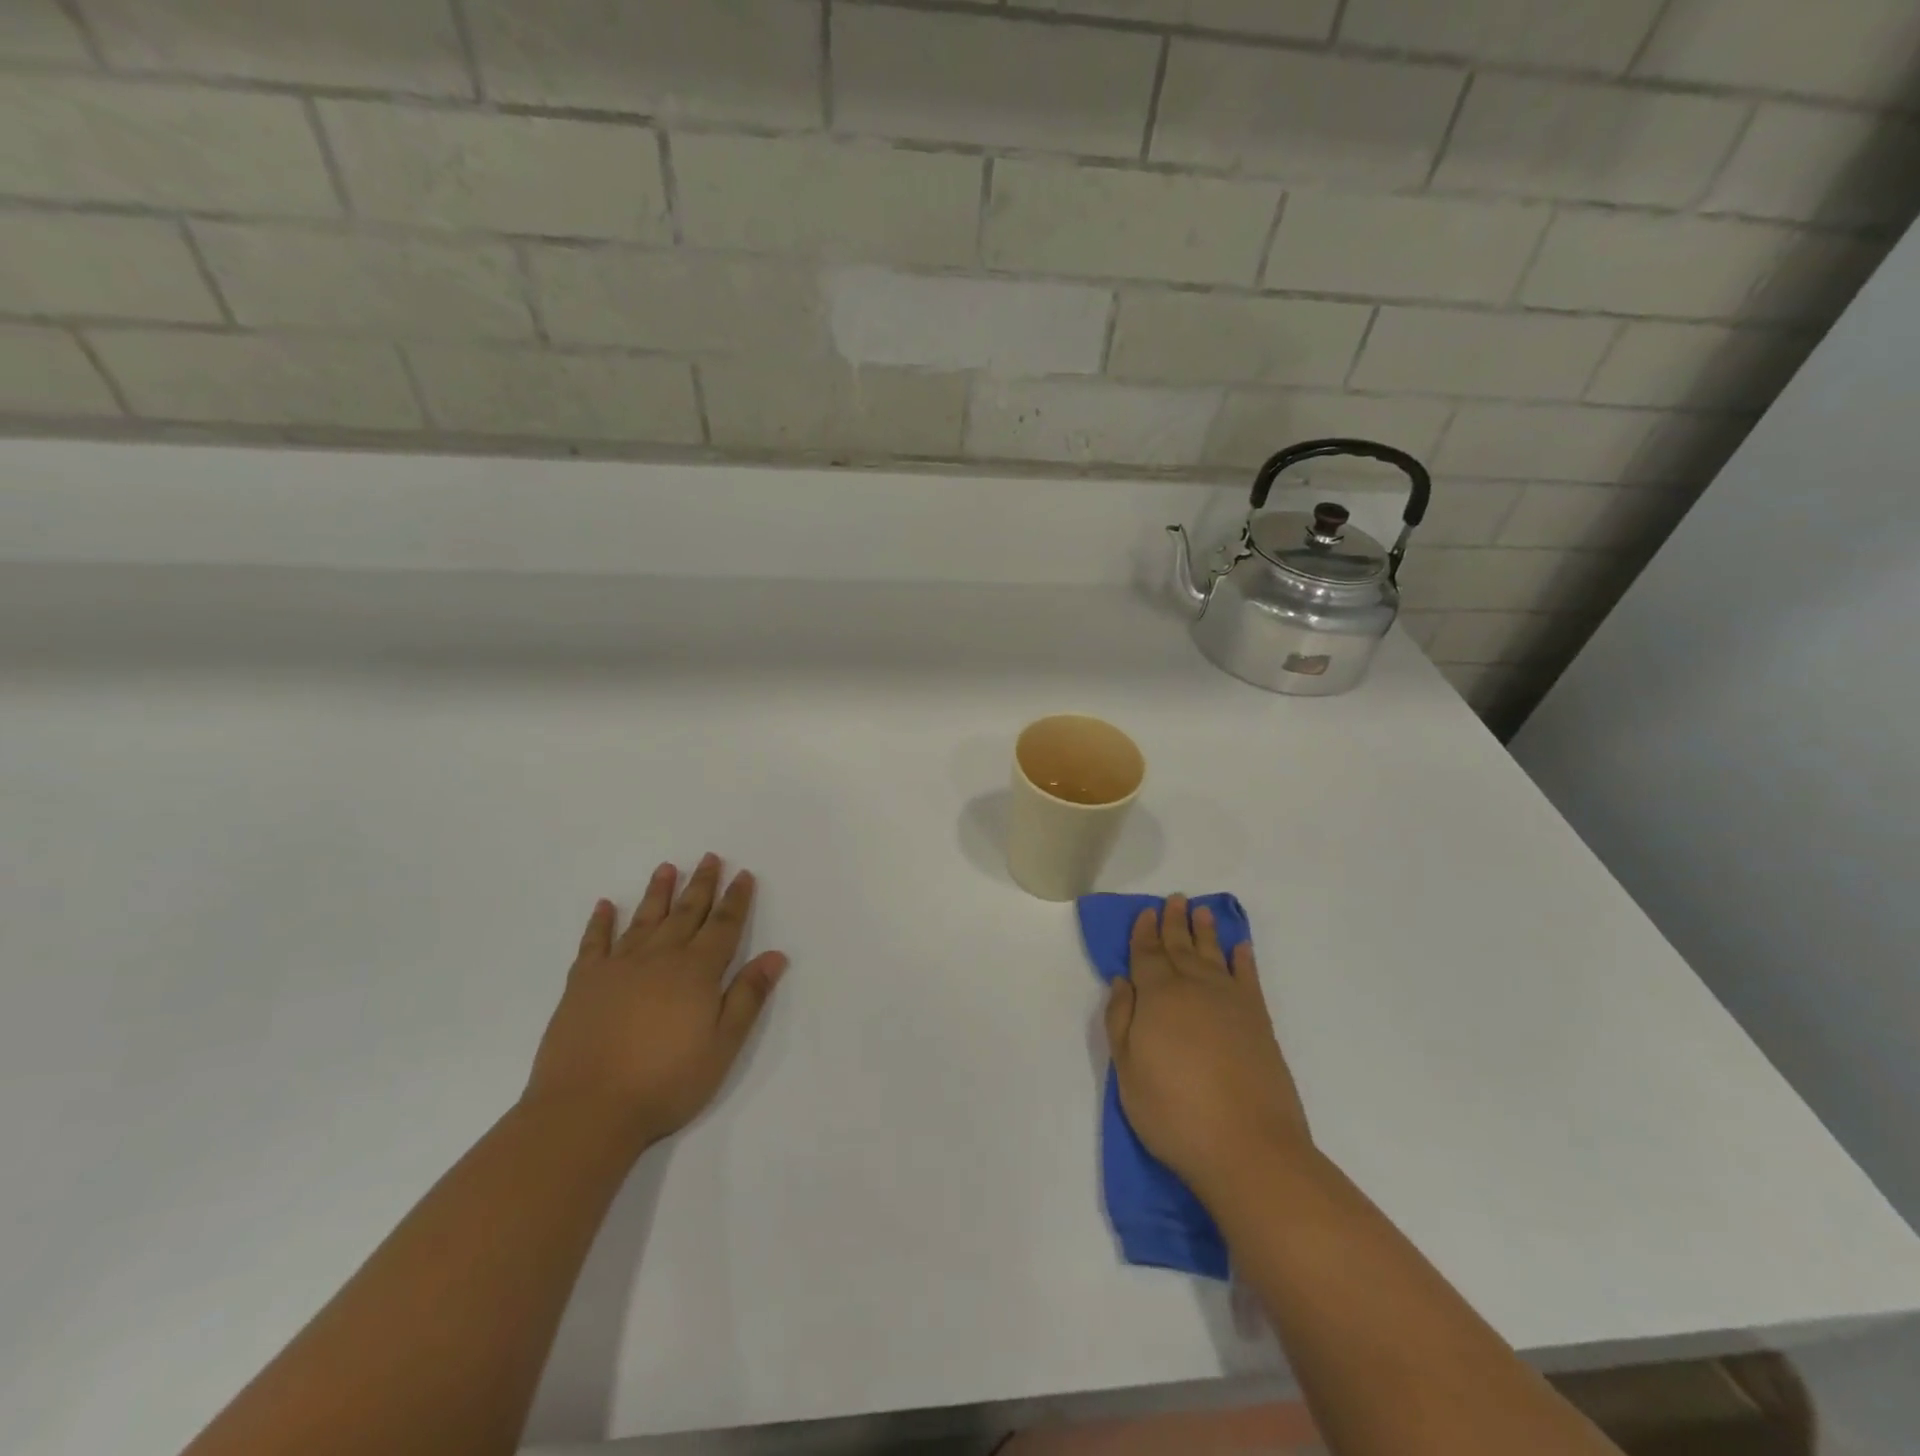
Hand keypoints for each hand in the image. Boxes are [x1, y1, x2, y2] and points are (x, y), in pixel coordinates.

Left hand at [524, 855, 787, 1150]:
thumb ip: (748, 997)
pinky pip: (594, 942)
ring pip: (645, 919)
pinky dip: (600, 922)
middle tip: (711, 857)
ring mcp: (618, 967)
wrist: (588, 1109)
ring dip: (658, 892)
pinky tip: (605, 905)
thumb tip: (775, 955)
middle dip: (702, 884)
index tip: (743, 874)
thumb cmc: (666, 1082)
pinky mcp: (583, 983)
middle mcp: (660, 958)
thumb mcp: (723, 1046)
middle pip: (687, 913)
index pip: (723, 926)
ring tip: (667, 868)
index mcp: (697, 971)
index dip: (736, 899)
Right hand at [1105, 896, 1311, 1206]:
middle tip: (1174, 899)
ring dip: (1206, 931)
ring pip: (1214, 954)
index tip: (1145, 913)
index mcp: (1158, 995)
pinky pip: (1249, 977)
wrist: (1248, 1147)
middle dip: (1174, 922)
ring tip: (1201, 911)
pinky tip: (1240, 948)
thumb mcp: (1127, 1071)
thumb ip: (1121, 1020)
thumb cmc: (1174, 1112)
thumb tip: (1123, 982)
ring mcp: (1231, 1002)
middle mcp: (1195, 987)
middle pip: (1181, 946)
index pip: (1147, 954)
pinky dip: (1244, 959)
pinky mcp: (1259, 1021)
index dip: (1144, 932)